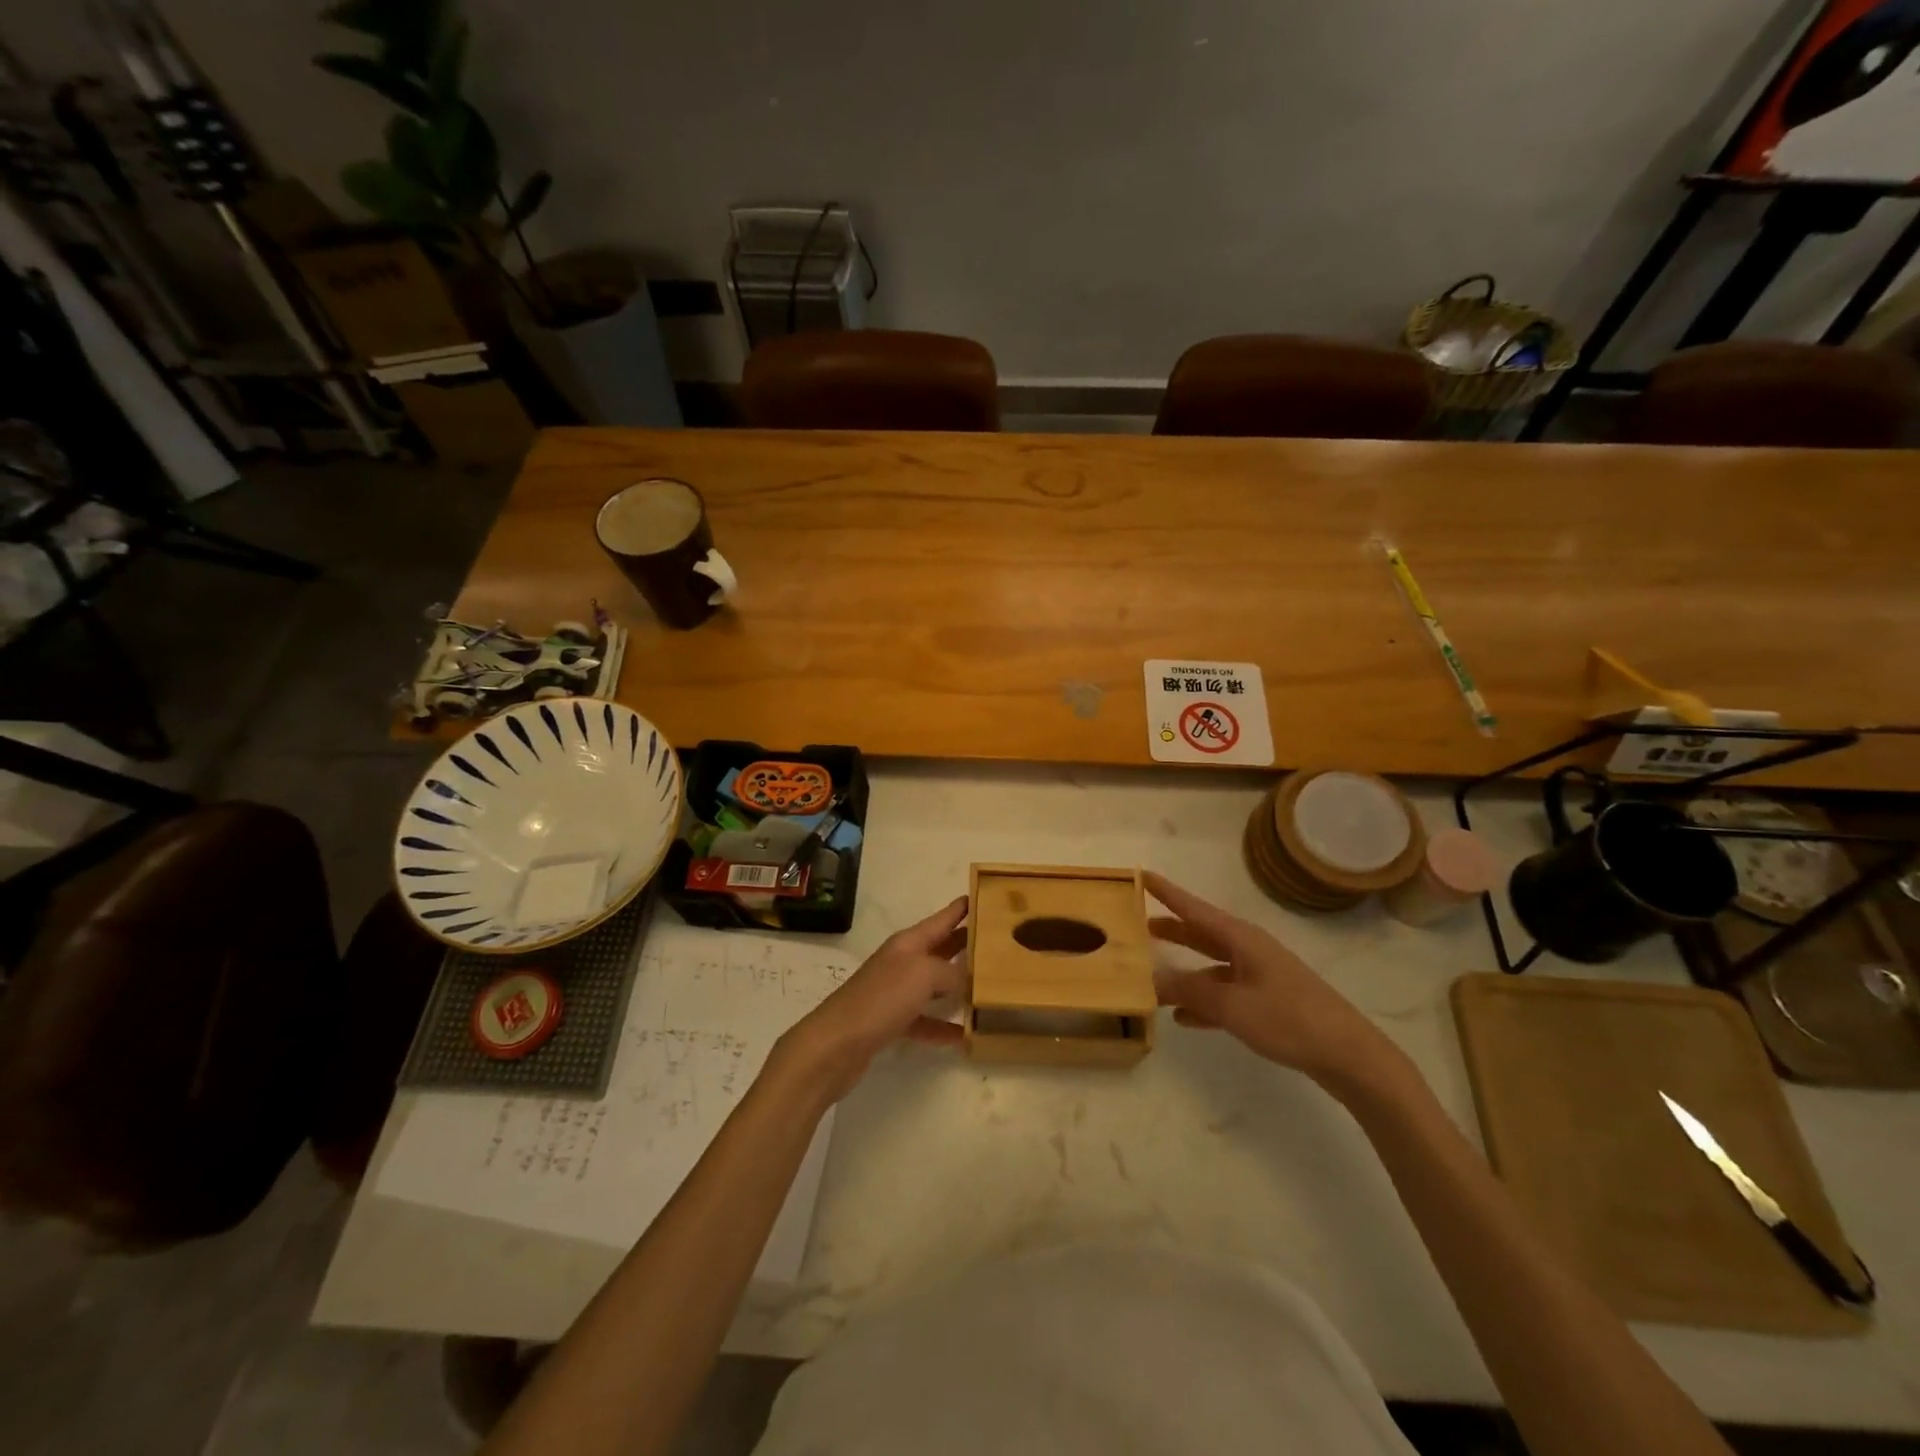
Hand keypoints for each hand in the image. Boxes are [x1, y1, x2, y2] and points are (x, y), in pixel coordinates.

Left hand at [777, 896, 969, 1101]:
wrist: (836, 1044)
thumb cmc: (881, 999)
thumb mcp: (923, 975)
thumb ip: (951, 973)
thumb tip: (968, 981)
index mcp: (908, 943)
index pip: (942, 919)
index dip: (962, 908)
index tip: (985, 895)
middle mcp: (902, 962)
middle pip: (940, 948)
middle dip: (966, 943)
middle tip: (999, 942)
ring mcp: (895, 993)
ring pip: (934, 984)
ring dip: (957, 987)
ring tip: (989, 989)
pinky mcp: (890, 1022)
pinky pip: (924, 1020)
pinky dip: (942, 1027)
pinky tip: (965, 1036)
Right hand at [1145, 871, 1399, 1095]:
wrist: (1349, 1055)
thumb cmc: (1289, 1019)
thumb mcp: (1232, 1006)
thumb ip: (1189, 991)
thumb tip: (1152, 978)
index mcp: (1241, 939)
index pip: (1194, 908)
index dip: (1167, 893)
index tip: (1142, 875)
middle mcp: (1249, 950)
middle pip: (1202, 933)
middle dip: (1172, 929)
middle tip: (1139, 925)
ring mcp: (1260, 976)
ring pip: (1211, 966)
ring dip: (1184, 970)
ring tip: (1153, 976)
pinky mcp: (1268, 1001)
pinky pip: (1225, 993)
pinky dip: (1203, 1001)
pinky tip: (1184, 1018)